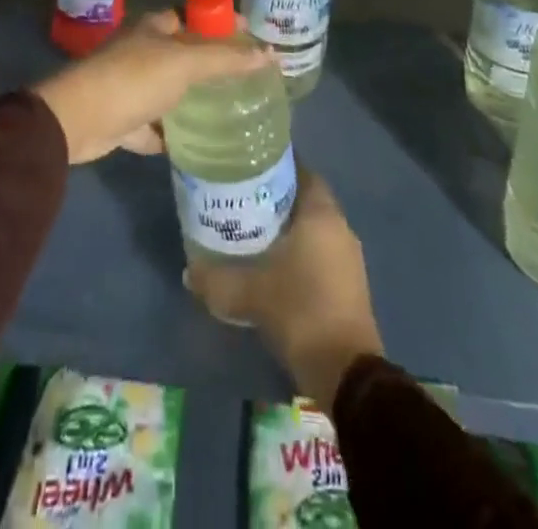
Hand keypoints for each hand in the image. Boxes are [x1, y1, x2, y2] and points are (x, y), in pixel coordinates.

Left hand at [30, 10, 273, 163]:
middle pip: (183, 53)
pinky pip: (154, 124)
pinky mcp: (123, 118)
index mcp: (153, 27)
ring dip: (192, 99)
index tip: (252, 39)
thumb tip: (269, 54)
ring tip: (230, 111)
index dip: (222, 24)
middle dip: (212, 64)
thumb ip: (225, 60)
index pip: (194, 16)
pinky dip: (170, 132)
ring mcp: (130, 85)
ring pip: (169, 89)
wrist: (78, 120)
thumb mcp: (184, 64)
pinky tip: (194, 143)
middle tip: (247, 79)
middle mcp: (141, 51)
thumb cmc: (133, 79)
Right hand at [186, 168, 382, 408]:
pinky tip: (273, 263)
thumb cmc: (300, 310)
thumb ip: (216, 279)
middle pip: (305, 198)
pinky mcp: (349, 285)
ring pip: (313, 227)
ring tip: (252, 229)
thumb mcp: (250, 293)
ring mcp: (348, 257)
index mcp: (321, 213)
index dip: (275, 165)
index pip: (300, 170)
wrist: (345, 373)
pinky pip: (320, 252)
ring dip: (288, 226)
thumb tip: (188, 271)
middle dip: (276, 197)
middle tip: (242, 197)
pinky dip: (299, 251)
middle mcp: (339, 226)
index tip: (248, 166)